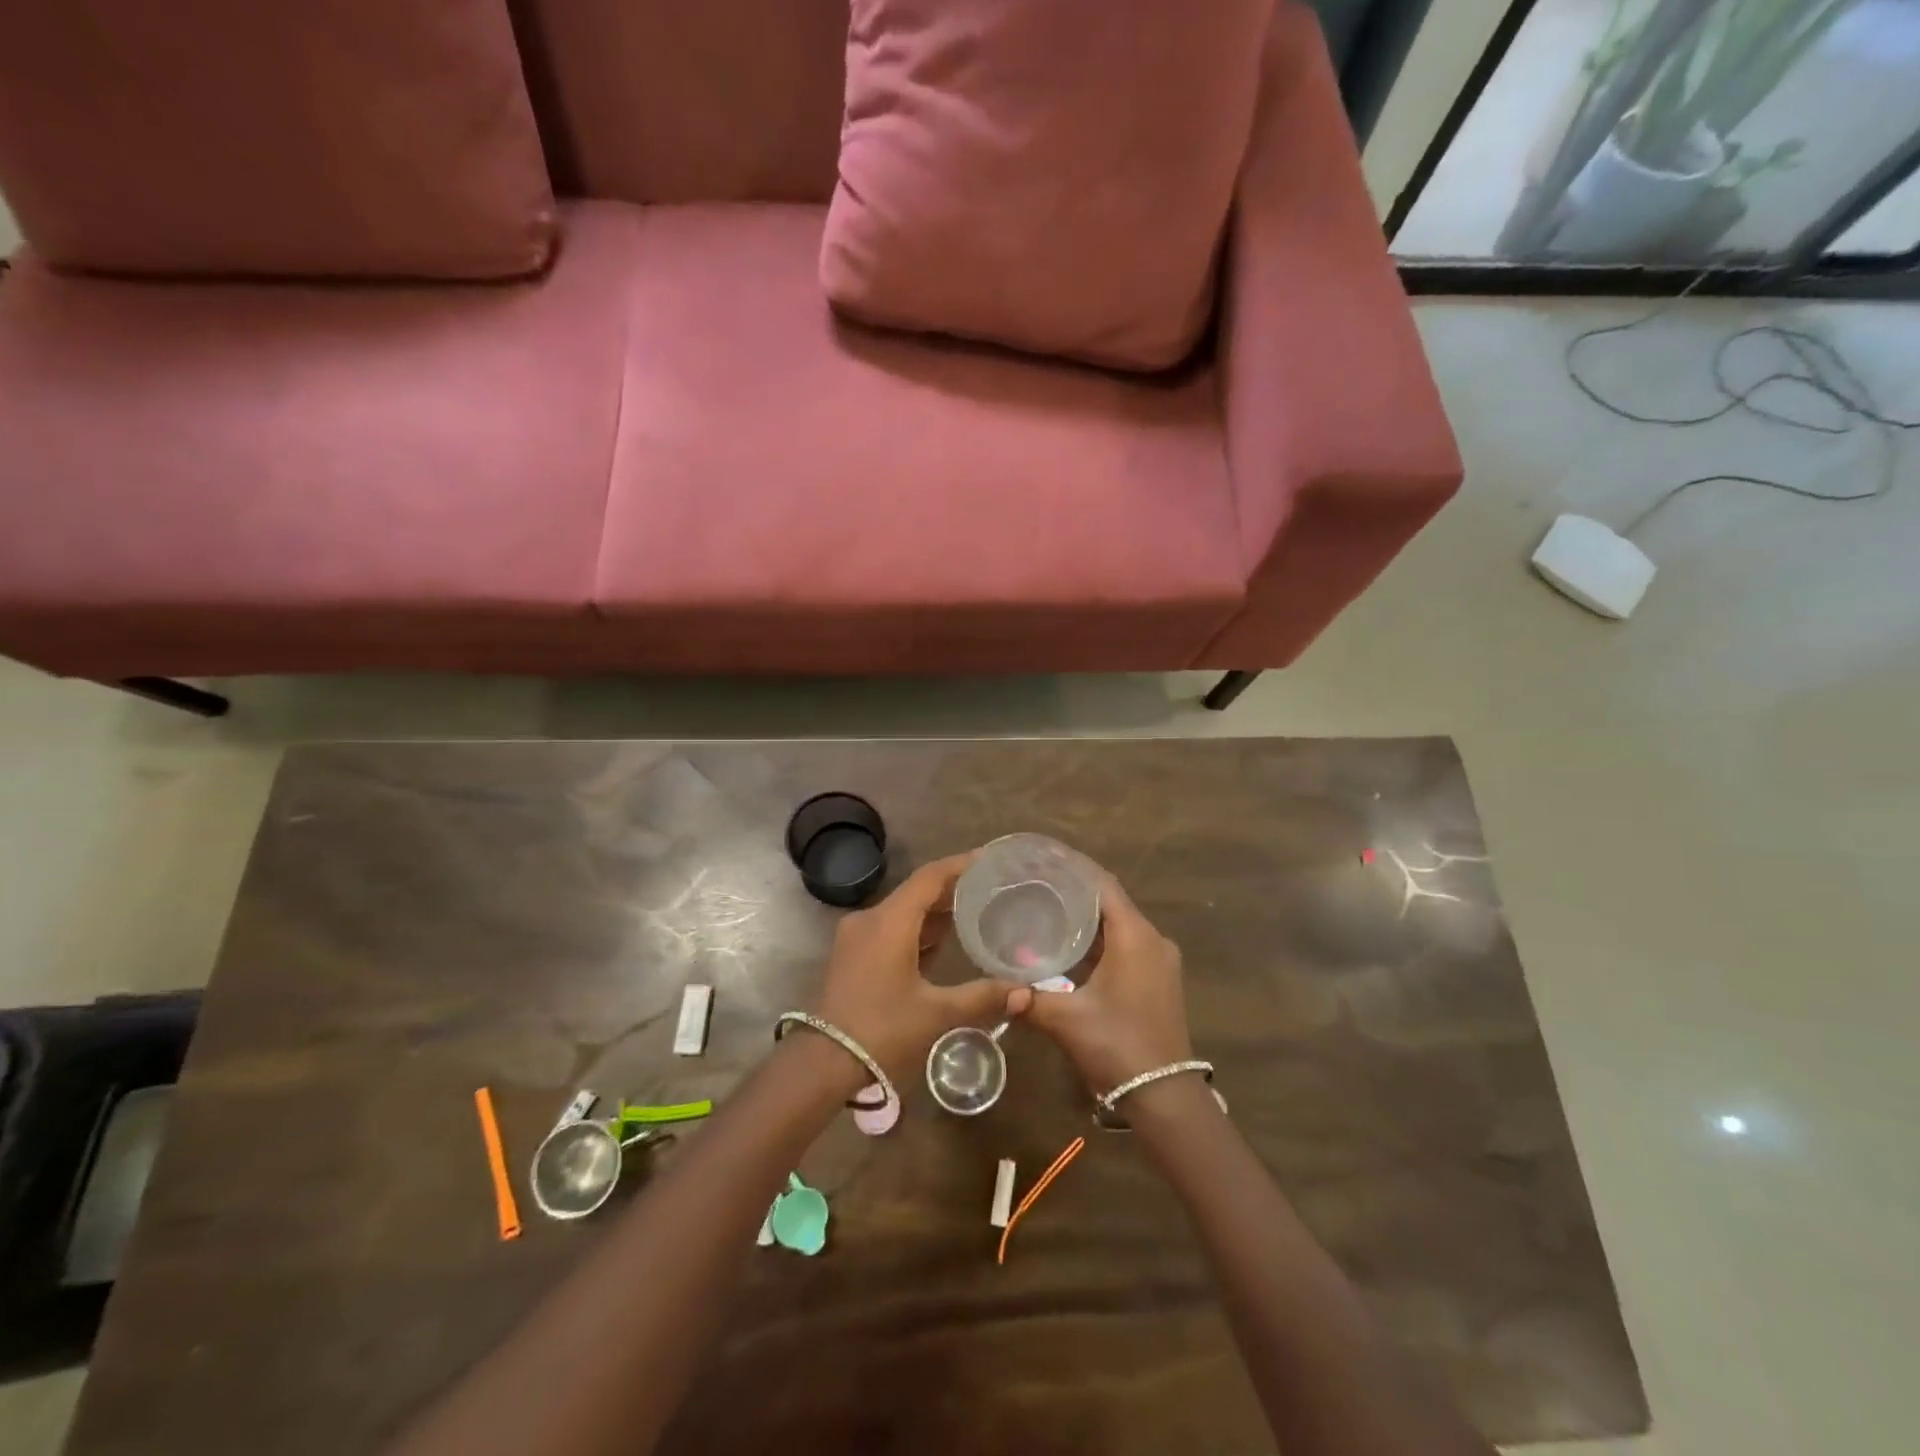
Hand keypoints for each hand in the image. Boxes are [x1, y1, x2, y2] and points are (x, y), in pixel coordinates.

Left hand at [812, 853, 1014, 1087]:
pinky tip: (941, 942)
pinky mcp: (852, 954)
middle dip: (951, 888)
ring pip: (902, 911)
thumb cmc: (882, 1030)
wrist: (825, 1062)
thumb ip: (982, 997)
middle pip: (916, 892)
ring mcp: (856, 936)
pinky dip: (916, 928)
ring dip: (934, 911)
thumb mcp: (937, 1013)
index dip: (960, 865)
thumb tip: (1025, 993)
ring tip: (973, 911)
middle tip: (989, 888)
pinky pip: (890, 928)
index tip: (988, 859)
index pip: (929, 877)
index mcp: (890, 921)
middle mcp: (870, 919)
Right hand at [1009, 873, 1191, 1094]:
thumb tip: (997, 987)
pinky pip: (1124, 944)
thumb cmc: (1118, 1046)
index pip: (1102, 884)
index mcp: (1135, 936)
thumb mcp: (1066, 1019)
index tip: (1041, 857)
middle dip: (1074, 890)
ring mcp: (1158, 961)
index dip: (1073, 867)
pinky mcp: (1156, 980)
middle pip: (1109, 901)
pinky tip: (1068, 945)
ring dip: (1086, 917)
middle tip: (1033, 882)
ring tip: (1044, 908)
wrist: (1164, 1097)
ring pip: (1117, 924)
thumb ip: (1029, 997)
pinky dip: (1097, 939)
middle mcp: (1152, 939)